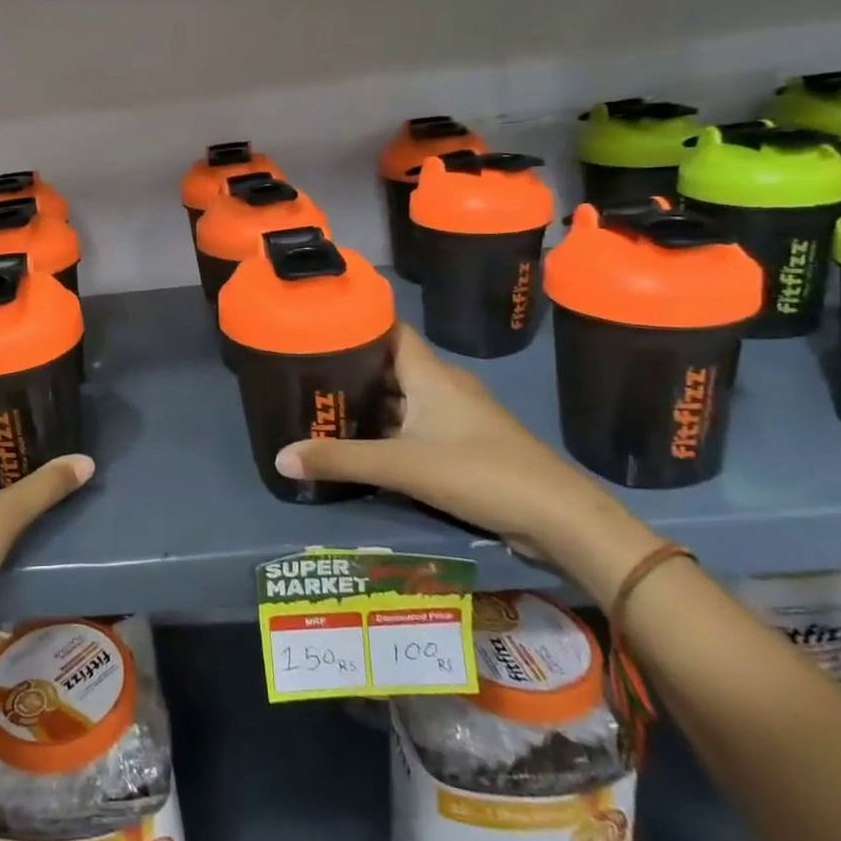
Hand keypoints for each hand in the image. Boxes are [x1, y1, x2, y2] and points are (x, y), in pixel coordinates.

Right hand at [274, 324, 662, 602]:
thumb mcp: (403, 466)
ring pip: (401, 399)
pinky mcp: (463, 446)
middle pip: (389, 365)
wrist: (560, 519)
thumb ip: (341, 460)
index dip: (356, 321)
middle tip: (303, 372)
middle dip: (350, 367)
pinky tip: (359, 444)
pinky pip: (414, 427)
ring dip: (367, 403)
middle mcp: (442, 387)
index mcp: (430, 374)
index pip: (389, 329)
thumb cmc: (480, 472)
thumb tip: (279, 457)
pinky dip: (386, 430)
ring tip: (321, 406)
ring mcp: (455, 417)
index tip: (316, 322)